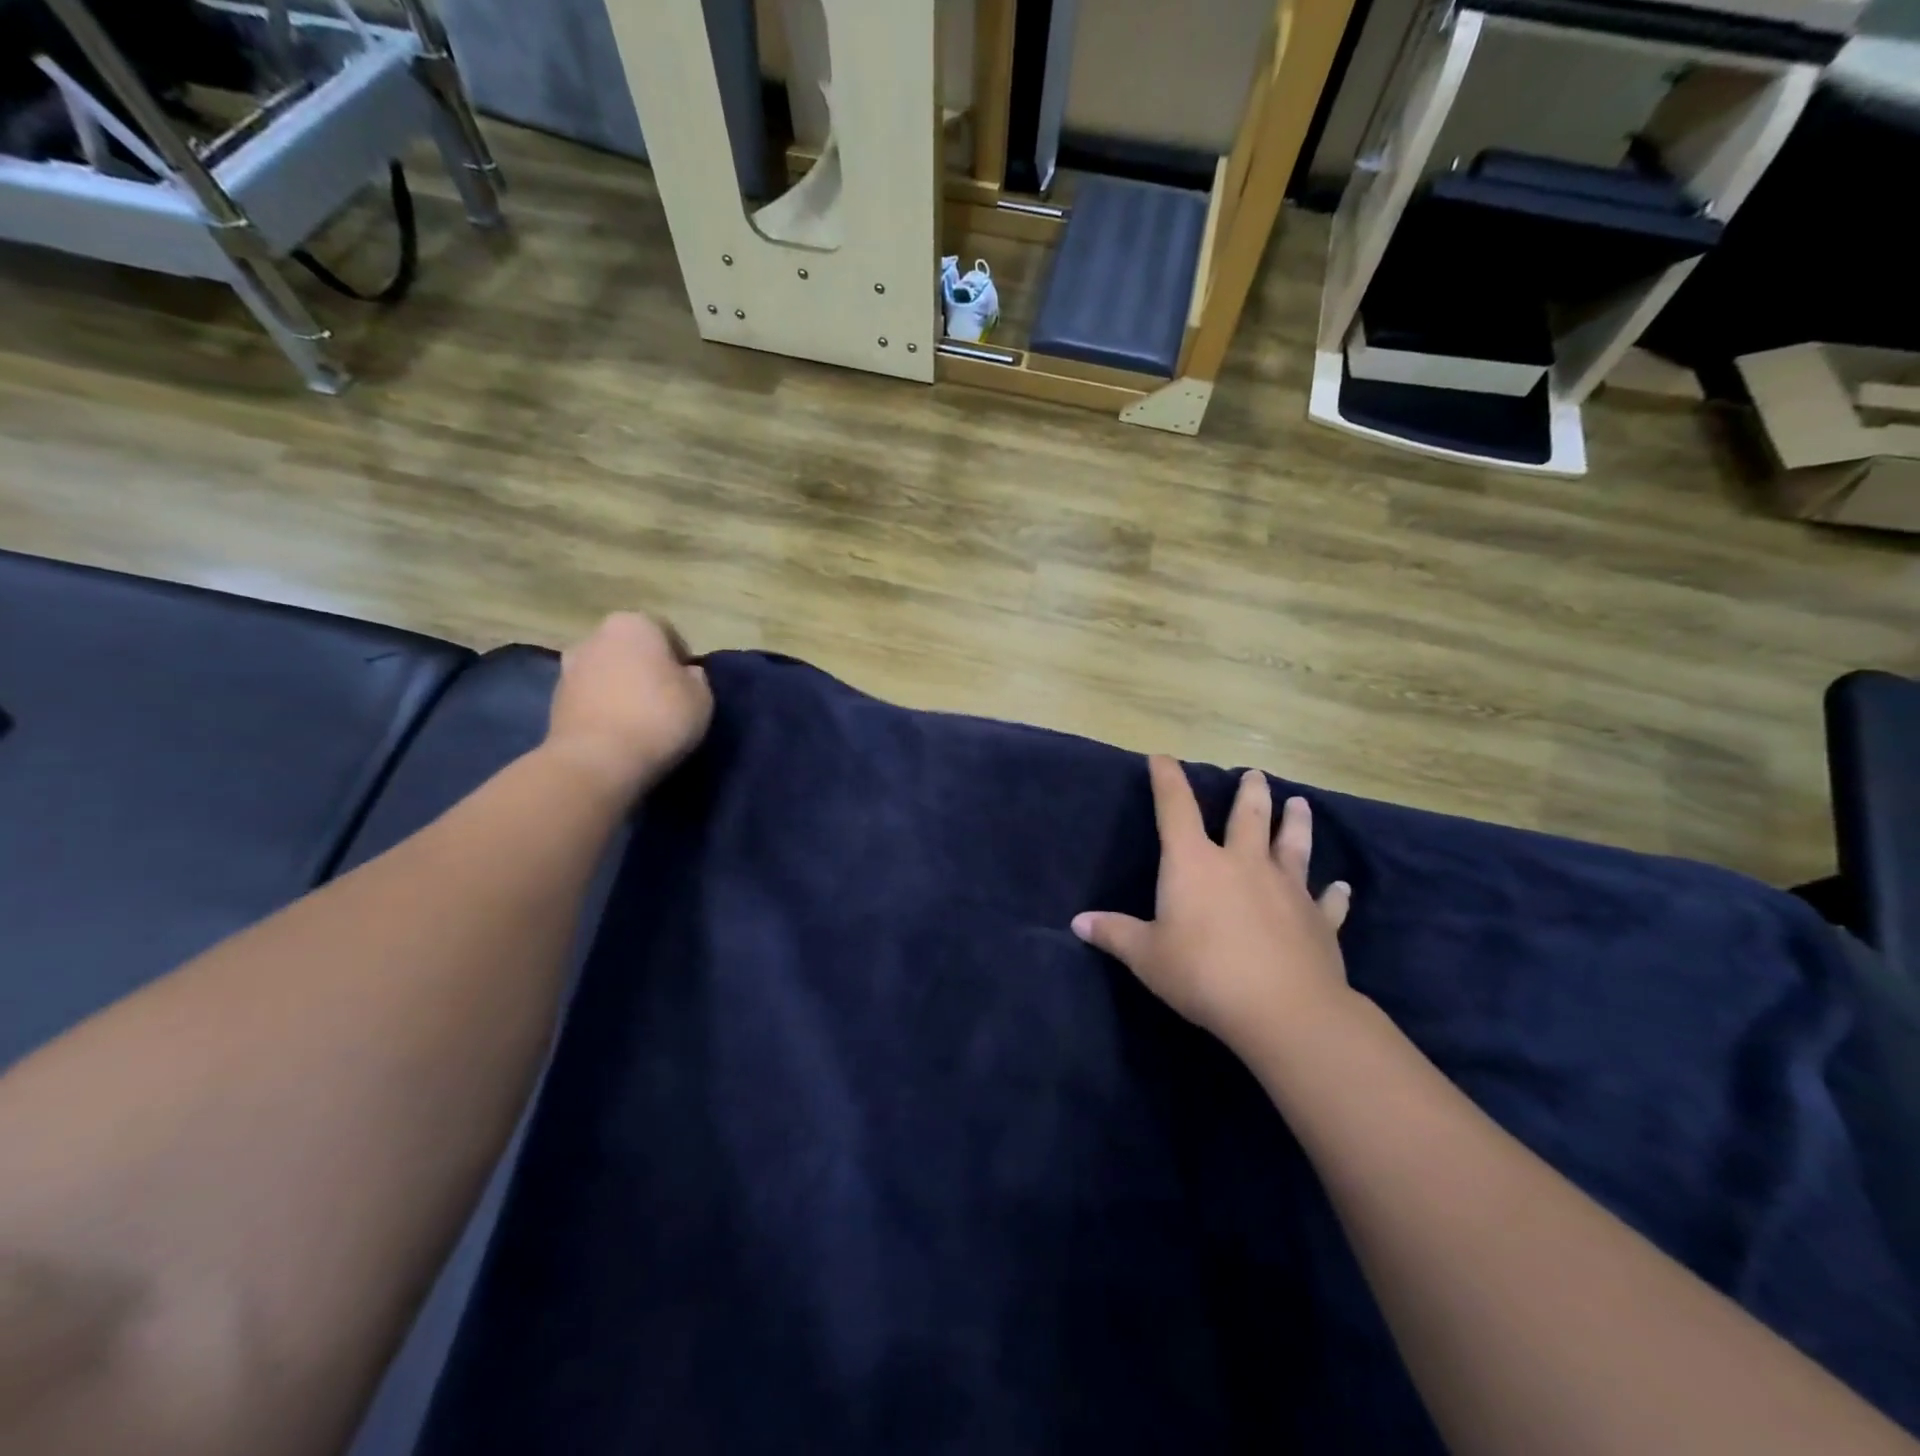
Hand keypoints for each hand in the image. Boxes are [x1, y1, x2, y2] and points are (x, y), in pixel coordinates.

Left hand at [544, 613, 712, 799]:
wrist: (596, 760)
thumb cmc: (658, 718)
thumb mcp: (702, 698)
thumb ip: (696, 678)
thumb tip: (685, 674)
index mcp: (634, 624)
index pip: (666, 632)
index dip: (681, 658)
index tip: (689, 685)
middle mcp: (596, 636)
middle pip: (631, 649)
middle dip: (647, 668)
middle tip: (665, 699)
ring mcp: (569, 667)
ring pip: (608, 671)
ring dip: (623, 687)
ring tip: (640, 719)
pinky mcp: (555, 699)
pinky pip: (591, 697)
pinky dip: (604, 707)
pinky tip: (619, 731)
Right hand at [1073, 757, 1354, 1062]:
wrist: (1283, 1009)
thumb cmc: (1203, 974)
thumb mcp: (1147, 956)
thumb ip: (1115, 934)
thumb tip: (1078, 922)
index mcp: (1195, 864)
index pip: (1176, 810)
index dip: (1167, 780)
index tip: (1162, 758)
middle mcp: (1243, 864)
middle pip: (1248, 817)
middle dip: (1250, 792)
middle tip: (1256, 774)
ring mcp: (1287, 889)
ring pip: (1293, 845)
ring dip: (1296, 823)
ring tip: (1300, 804)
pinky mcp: (1319, 921)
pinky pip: (1328, 902)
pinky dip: (1334, 893)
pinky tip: (1342, 886)